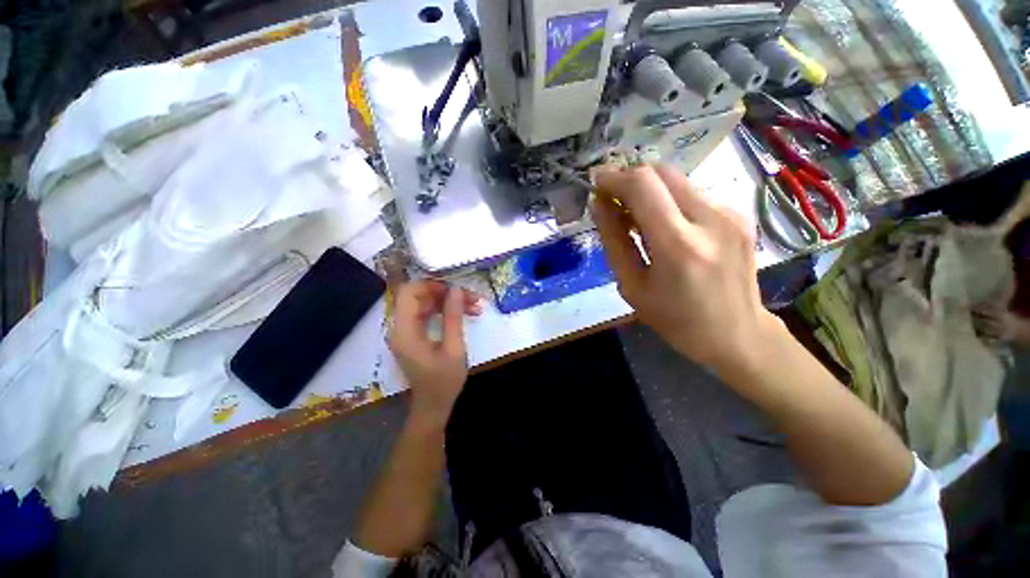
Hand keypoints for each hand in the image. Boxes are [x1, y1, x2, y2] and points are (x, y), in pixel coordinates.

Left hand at [389, 280, 482, 426]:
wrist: (433, 406)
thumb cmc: (444, 381)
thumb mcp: (454, 348)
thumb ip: (453, 317)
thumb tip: (456, 290)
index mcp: (404, 331)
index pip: (409, 292)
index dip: (431, 285)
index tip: (455, 289)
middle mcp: (400, 327)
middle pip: (419, 296)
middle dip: (446, 294)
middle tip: (472, 298)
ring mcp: (407, 331)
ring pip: (426, 304)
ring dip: (449, 302)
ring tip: (475, 306)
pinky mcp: (414, 335)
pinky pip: (428, 314)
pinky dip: (446, 311)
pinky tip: (465, 313)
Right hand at [591, 164, 781, 373]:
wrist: (737, 334)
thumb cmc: (675, 319)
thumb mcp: (631, 286)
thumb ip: (614, 241)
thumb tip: (600, 204)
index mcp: (679, 245)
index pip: (643, 185)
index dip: (614, 177)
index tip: (596, 183)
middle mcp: (711, 219)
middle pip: (662, 171)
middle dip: (630, 178)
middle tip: (613, 200)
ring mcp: (731, 213)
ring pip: (678, 180)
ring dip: (650, 190)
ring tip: (636, 217)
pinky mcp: (739, 214)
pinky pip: (693, 194)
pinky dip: (670, 200)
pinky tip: (664, 225)